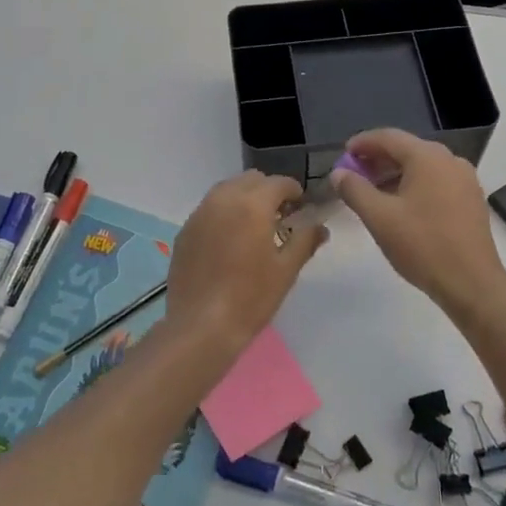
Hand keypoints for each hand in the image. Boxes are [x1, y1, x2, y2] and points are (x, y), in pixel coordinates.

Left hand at [164, 171, 327, 356]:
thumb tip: (320, 226)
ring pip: (226, 190)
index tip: (301, 206)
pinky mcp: (185, 231)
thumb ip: (305, 241)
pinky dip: (224, 212)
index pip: (278, 183)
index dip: (293, 191)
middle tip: (280, 215)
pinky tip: (229, 239)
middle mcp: (223, 199)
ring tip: (254, 226)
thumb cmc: (250, 298)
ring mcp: (199, 214)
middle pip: (250, 180)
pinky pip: (209, 208)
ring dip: (244, 198)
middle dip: (268, 191)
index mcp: (252, 205)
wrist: (200, 326)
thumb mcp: (285, 270)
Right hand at [331, 129, 505, 320]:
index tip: (343, 155)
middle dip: (377, 160)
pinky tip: (400, 206)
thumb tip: (339, 173)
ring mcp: (465, 180)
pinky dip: (414, 186)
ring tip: (373, 193)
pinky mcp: (471, 200)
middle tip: (354, 175)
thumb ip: (354, 190)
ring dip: (395, 174)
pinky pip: (436, 182)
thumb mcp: (379, 217)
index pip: (388, 137)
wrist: (472, 283)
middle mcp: (450, 160)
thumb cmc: (422, 245)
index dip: (362, 143)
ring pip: (422, 167)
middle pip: (407, 150)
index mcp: (427, 157)